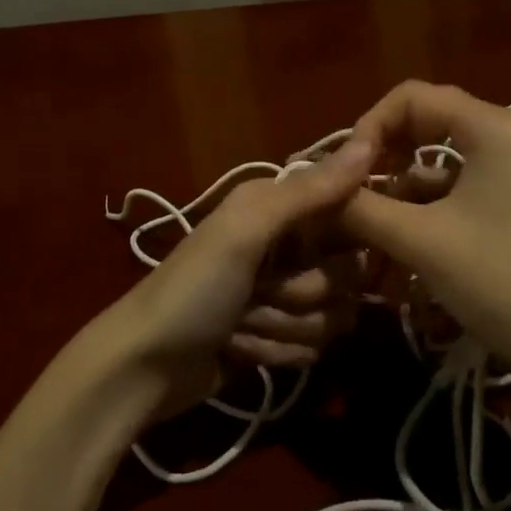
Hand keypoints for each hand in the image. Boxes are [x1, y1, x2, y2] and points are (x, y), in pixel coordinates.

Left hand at [86, 138, 374, 419]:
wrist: (143, 365)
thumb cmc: (192, 289)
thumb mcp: (244, 232)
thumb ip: (307, 193)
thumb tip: (367, 145)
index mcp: (276, 207)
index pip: (349, 211)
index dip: (346, 239)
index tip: (315, 255)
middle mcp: (285, 244)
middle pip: (347, 273)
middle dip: (304, 294)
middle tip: (258, 293)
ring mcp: (282, 293)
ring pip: (333, 315)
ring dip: (284, 327)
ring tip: (240, 324)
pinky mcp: (279, 336)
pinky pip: (314, 347)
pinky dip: (276, 352)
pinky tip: (239, 349)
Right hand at [339, 81, 510, 389]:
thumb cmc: (507, 283)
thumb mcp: (422, 241)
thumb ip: (361, 207)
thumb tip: (312, 189)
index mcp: (491, 127)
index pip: (409, 98)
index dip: (366, 128)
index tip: (343, 175)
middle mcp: (506, 138)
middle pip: (423, 127)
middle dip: (379, 160)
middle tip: (347, 198)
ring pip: (437, 166)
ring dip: (398, 193)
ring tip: (366, 234)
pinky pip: (457, 193)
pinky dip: (425, 213)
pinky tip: (402, 250)